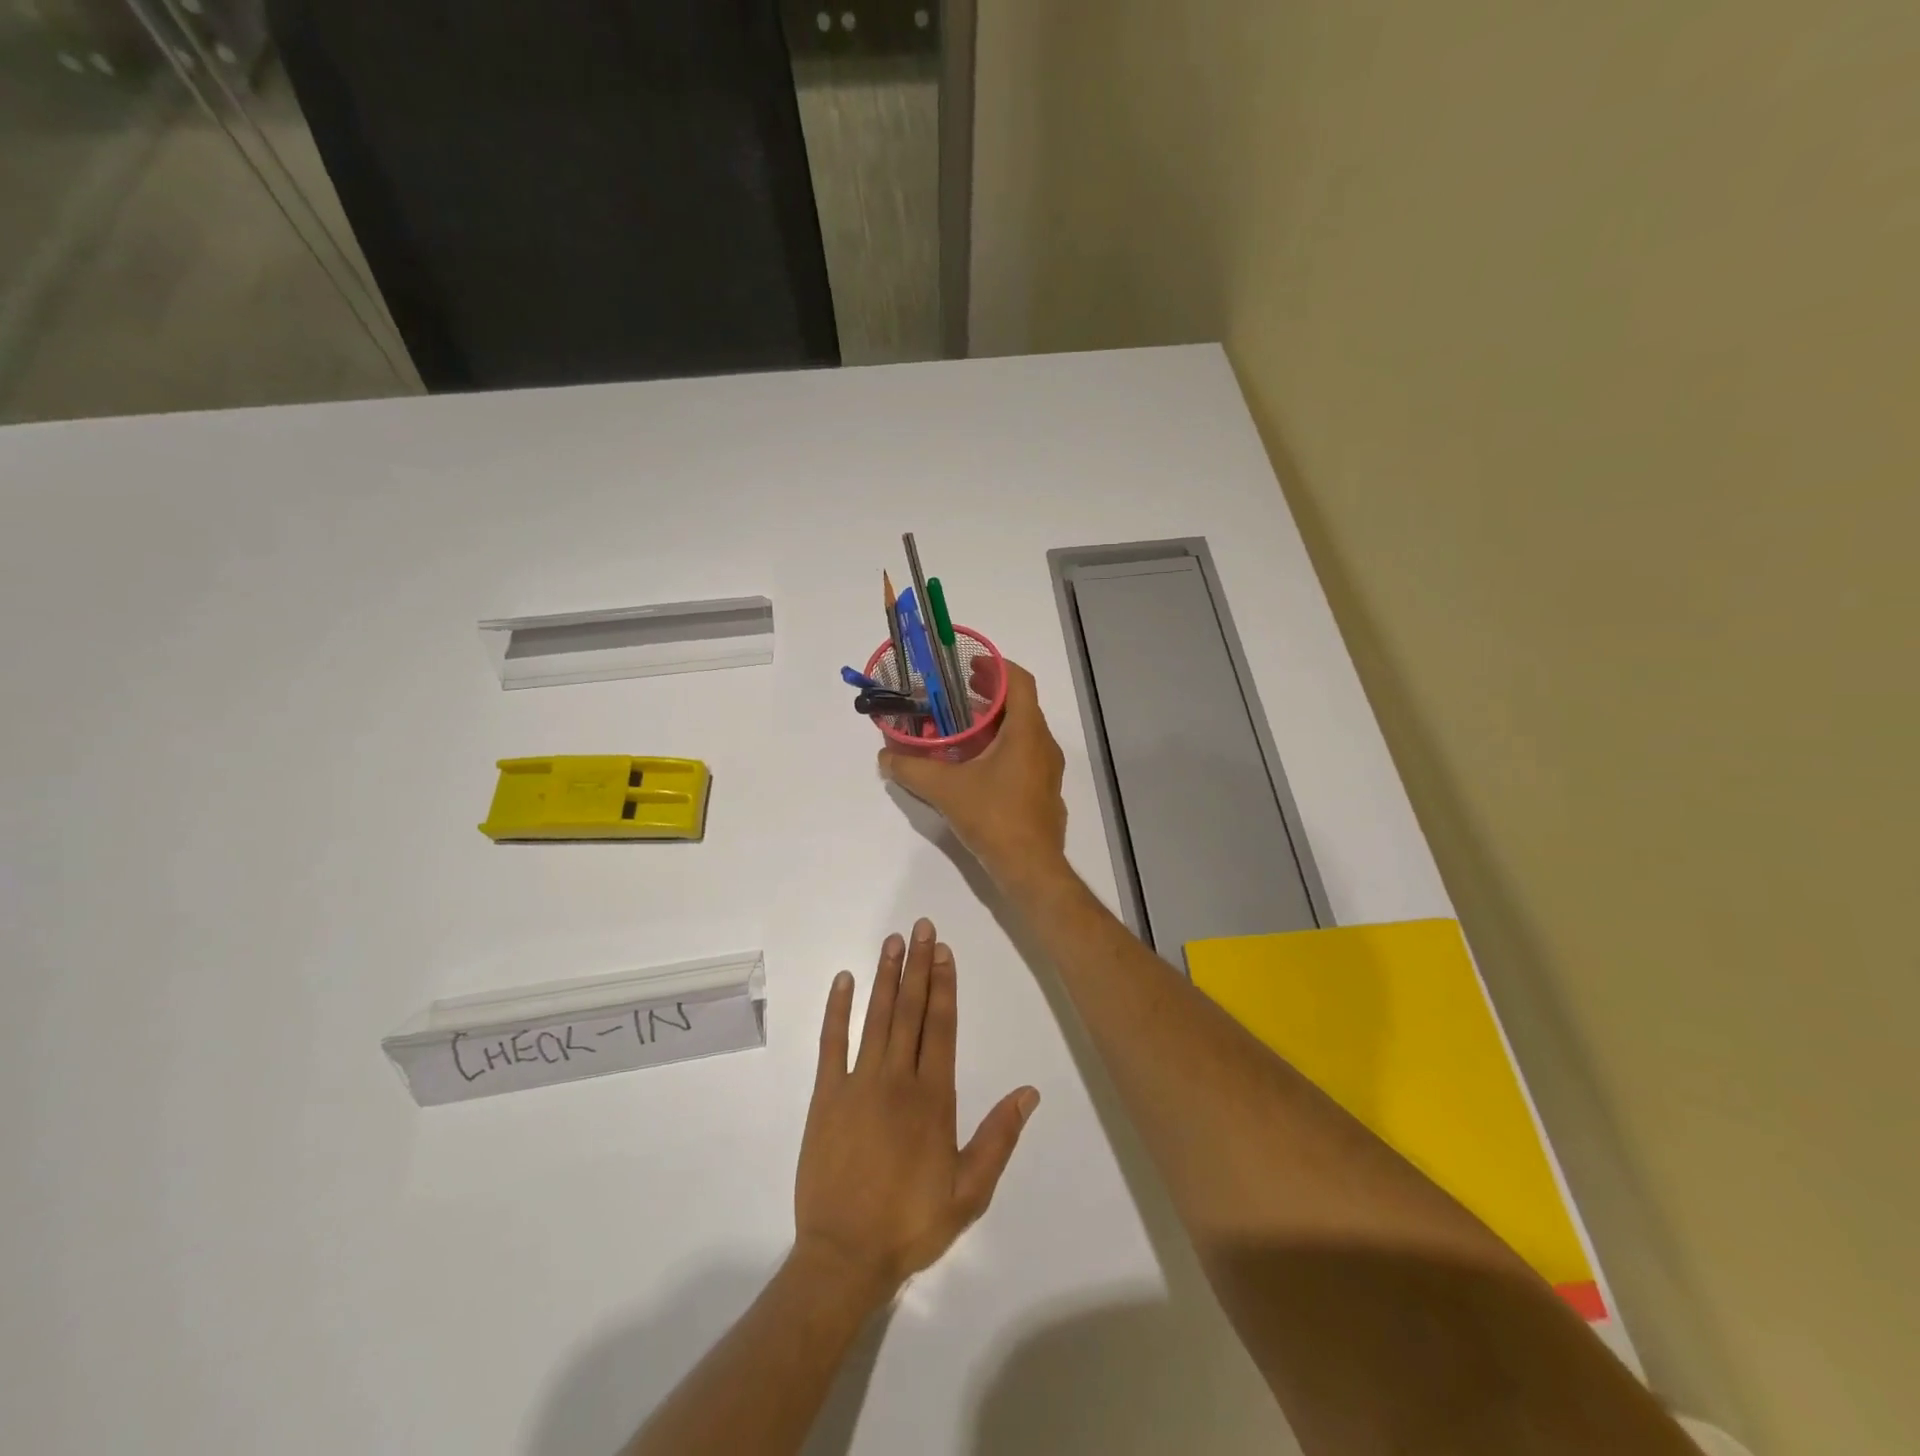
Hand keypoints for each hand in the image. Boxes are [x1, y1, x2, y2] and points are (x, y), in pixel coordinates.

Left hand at [793, 920, 1038, 1302]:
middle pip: (910, 1010)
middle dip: (917, 965)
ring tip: (892, 941)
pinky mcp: (825, 1096)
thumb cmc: (911, 1223)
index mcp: (933, 1098)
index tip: (944, 951)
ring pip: (875, 1017)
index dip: (944, 985)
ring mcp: (857, 1084)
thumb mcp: (970, 1192)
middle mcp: (897, 1079)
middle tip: (921, 927)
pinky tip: (843, 980)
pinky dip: (837, 1009)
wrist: (844, 1257)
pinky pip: (831, 1043)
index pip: (941, 1027)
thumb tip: (1029, 1092)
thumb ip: (999, 1138)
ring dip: (885, 976)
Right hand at [878, 660, 1068, 886]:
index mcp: (1027, 732)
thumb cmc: (994, 818)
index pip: (1020, 682)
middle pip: (1021, 705)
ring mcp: (1048, 770)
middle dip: (991, 694)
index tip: (971, 665)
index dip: (997, 667)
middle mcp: (1043, 744)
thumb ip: (912, 769)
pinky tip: (977, 763)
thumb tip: (885, 757)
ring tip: (962, 726)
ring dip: (996, 722)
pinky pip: (1025, 754)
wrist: (1031, 867)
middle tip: (958, 691)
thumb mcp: (945, 790)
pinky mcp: (1044, 791)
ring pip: (1023, 731)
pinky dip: (1003, 746)